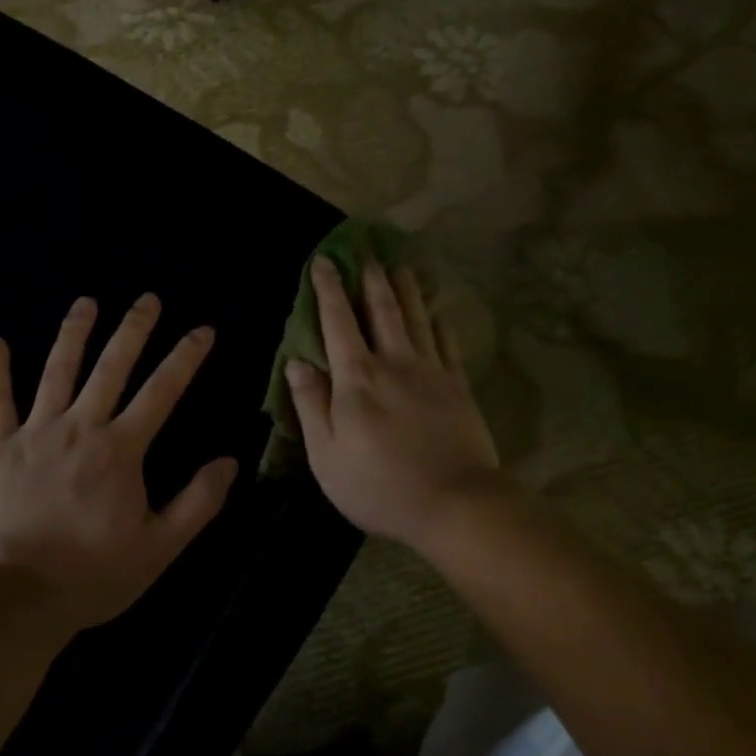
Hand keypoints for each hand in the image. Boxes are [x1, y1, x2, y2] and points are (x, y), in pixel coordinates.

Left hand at [0, 294, 238, 631]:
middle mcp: (80, 428)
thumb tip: (231, 461)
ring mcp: (35, 434)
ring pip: (56, 372)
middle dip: (133, 329)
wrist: (17, 598)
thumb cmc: (94, 574)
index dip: (185, 357)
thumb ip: (198, 502)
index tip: (203, 330)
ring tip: (86, 302)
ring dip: (73, 333)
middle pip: (110, 367)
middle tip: (148, 298)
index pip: (162, 391)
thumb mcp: (160, 546)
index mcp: (120, 450)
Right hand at [283, 257, 504, 551]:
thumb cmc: (379, 485)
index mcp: (357, 378)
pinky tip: (437, 310)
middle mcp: (394, 363)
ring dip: (406, 289)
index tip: (324, 261)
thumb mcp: (327, 454)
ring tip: (400, 265)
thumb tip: (297, 361)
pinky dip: (439, 321)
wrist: (454, 503)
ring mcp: (431, 372)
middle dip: (371, 279)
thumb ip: (310, 404)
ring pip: (416, 318)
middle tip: (367, 252)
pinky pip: (447, 342)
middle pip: (382, 311)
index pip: (338, 322)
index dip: (329, 289)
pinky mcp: (458, 386)